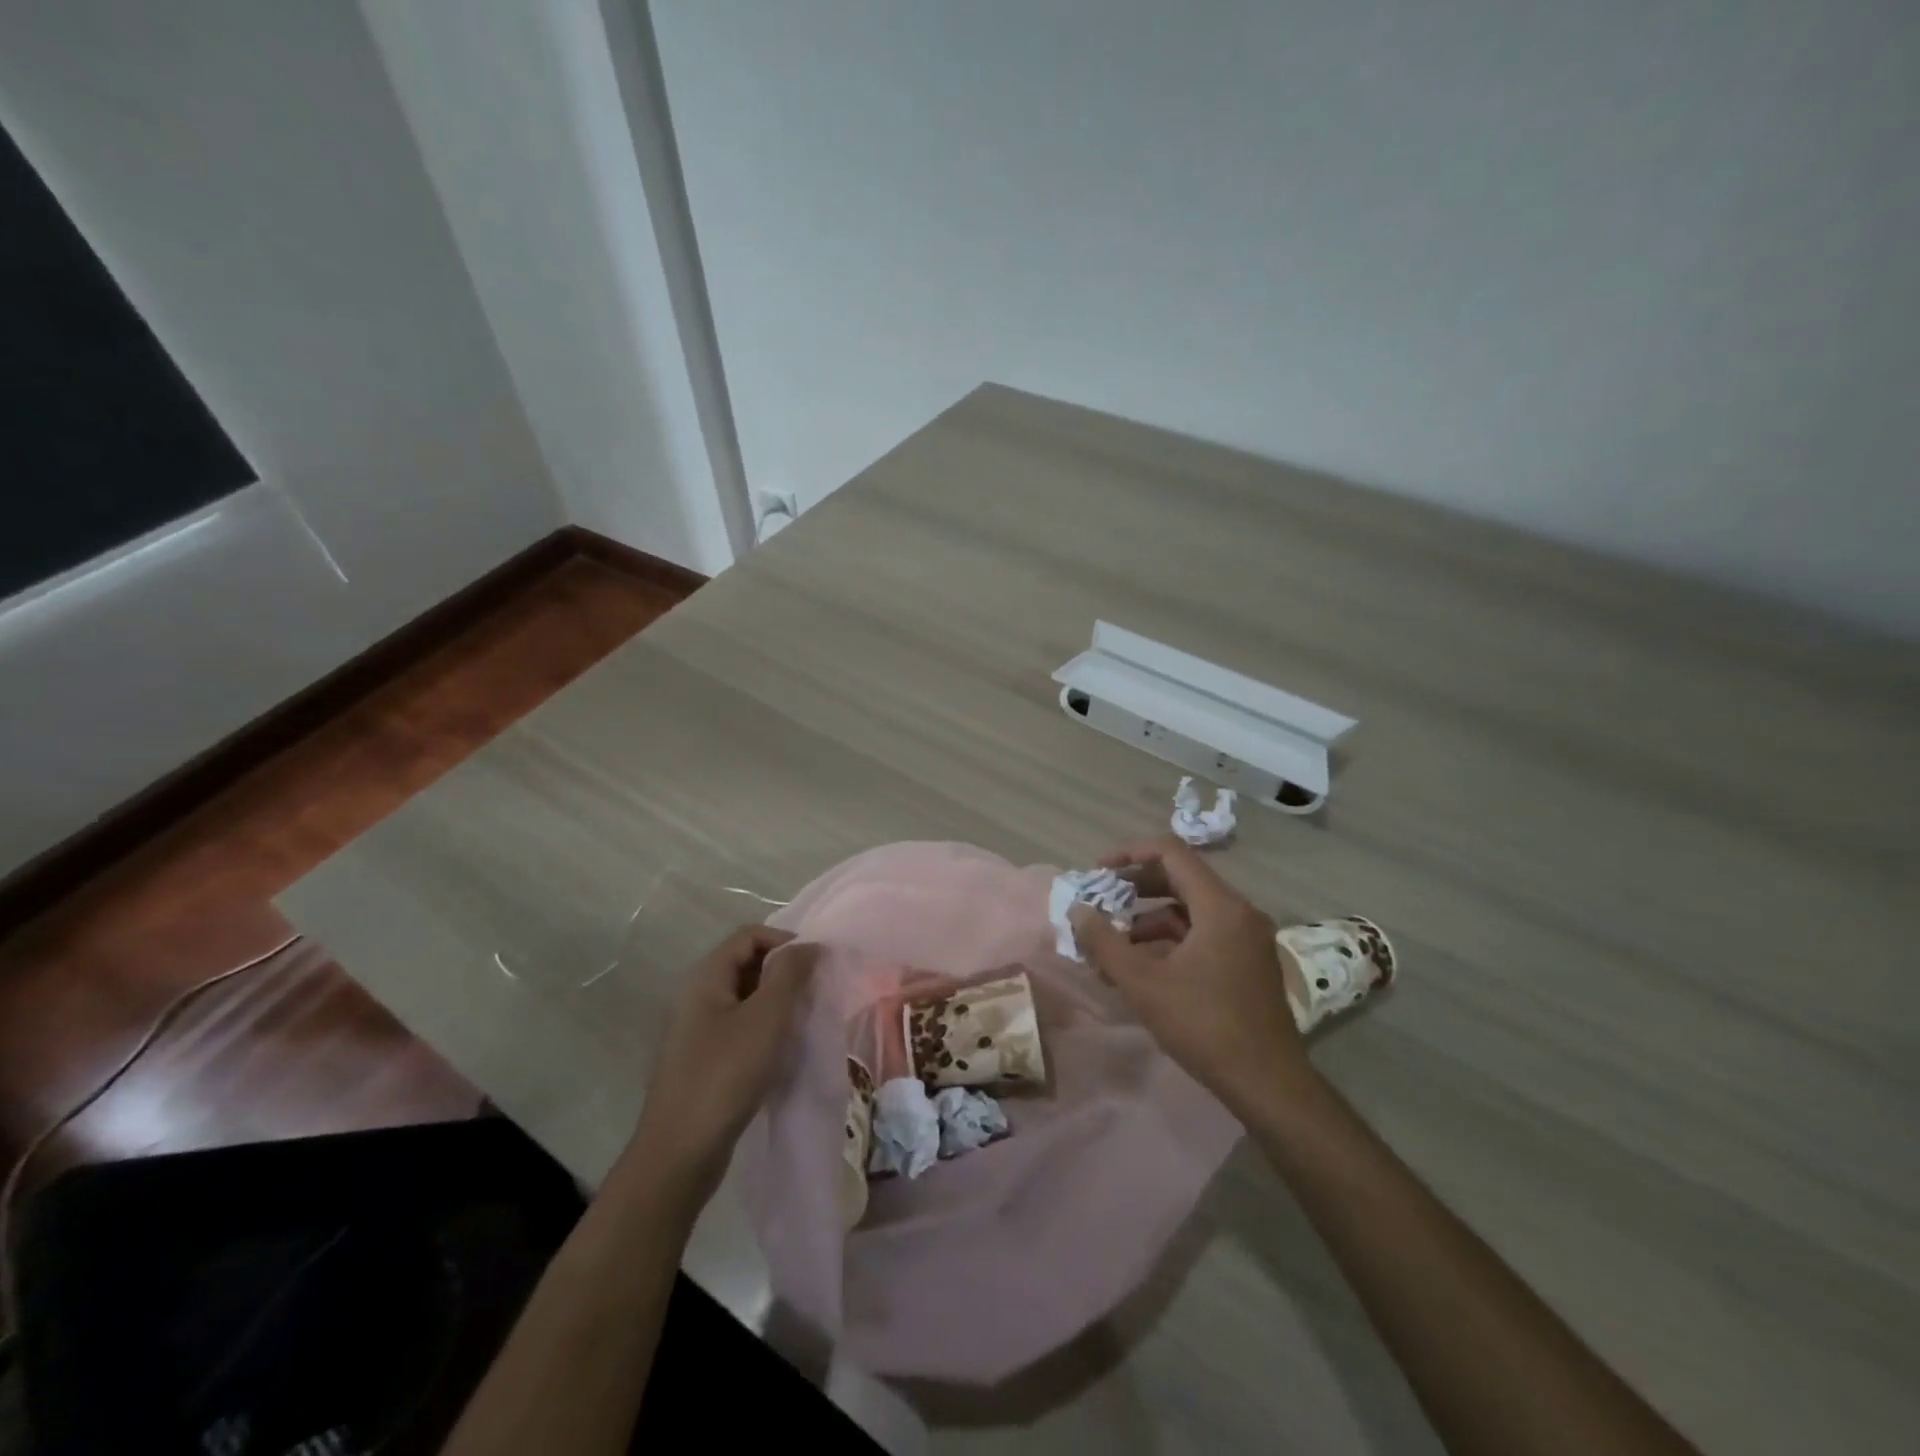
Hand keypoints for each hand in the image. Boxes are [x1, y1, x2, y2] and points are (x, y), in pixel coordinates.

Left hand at [627, 925, 816, 1202]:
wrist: (679, 1154)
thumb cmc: (725, 1075)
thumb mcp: (766, 1018)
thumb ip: (790, 975)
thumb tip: (808, 945)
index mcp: (705, 978)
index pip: (749, 936)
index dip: (785, 941)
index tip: (816, 965)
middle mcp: (696, 996)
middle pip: (746, 964)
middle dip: (783, 972)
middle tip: (814, 994)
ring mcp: (696, 1030)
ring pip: (745, 998)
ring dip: (777, 1003)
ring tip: (803, 1022)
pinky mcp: (702, 1060)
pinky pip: (739, 1028)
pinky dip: (764, 1029)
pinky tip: (782, 1051)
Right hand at [1070, 837, 1313, 1117]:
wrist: (1268, 1084)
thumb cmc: (1203, 1025)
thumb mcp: (1142, 983)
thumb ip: (1104, 942)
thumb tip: (1078, 910)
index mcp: (1220, 906)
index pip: (1172, 853)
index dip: (1130, 853)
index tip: (1098, 870)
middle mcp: (1239, 913)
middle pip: (1181, 880)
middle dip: (1135, 889)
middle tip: (1101, 903)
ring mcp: (1247, 939)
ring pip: (1190, 912)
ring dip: (1148, 922)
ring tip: (1112, 947)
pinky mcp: (1248, 964)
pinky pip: (1203, 935)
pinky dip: (1170, 943)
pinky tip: (1141, 970)